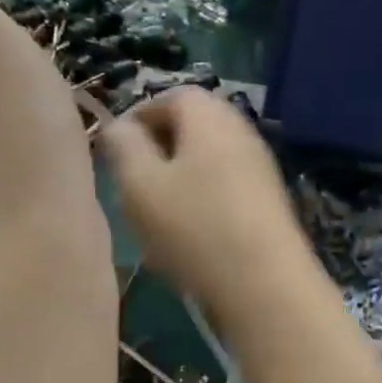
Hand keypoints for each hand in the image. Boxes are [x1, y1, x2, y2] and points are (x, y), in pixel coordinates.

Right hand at [98, 88, 313, 324]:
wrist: (266, 286)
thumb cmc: (194, 227)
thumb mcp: (140, 184)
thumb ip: (123, 147)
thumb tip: (120, 127)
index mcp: (210, 116)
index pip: (169, 96)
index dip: (137, 119)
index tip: (113, 153)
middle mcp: (241, 132)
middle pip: (190, 130)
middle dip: (156, 154)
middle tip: (130, 189)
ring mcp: (260, 169)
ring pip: (205, 164)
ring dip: (176, 185)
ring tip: (154, 221)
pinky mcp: (268, 204)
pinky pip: (224, 192)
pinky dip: (200, 206)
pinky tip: (187, 242)